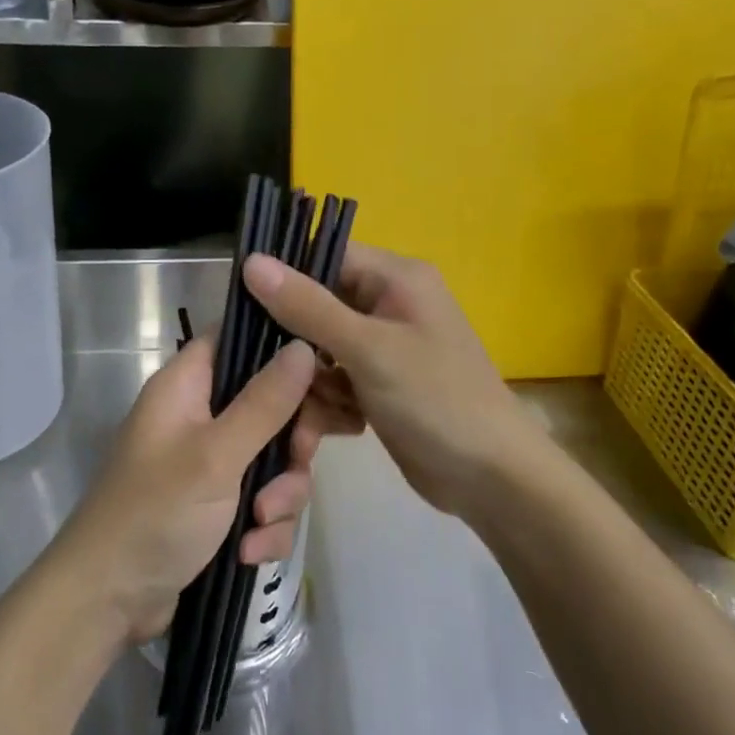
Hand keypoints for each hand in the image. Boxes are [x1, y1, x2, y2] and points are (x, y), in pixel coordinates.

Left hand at [51, 337, 319, 644]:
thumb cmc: (156, 513)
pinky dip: (264, 527)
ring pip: (273, 459)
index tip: (323, 373)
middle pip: (270, 404)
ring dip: (279, 496)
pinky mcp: (219, 505)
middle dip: (291, 444)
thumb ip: (265, 402)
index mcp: (186, 386)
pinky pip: (263, 500)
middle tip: (297, 462)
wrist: (109, 602)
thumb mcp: (216, 455)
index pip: (237, 339)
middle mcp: (199, 416)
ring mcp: (210, 463)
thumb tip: (304, 346)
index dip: (281, 349)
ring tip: (259, 523)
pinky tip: (249, 553)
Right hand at [242, 244, 546, 518]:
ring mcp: (383, 347)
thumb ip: (307, 306)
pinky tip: (342, 427)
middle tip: (279, 376)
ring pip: (318, 350)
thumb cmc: (436, 400)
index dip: (284, 276)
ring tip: (320, 414)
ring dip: (312, 383)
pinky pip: (334, 380)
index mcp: (395, 278)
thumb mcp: (368, 349)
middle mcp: (388, 304)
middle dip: (296, 346)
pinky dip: (330, 403)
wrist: (491, 478)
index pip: (324, 255)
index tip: (243, 307)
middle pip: (316, 306)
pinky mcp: (378, 384)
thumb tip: (251, 261)